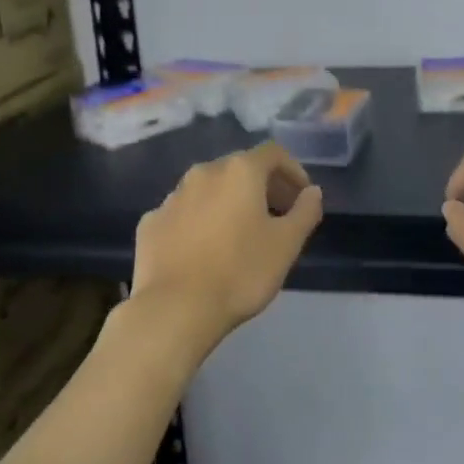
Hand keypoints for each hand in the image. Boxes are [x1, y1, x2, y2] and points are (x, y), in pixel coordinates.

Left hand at [130, 141, 323, 360]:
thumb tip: (312, 192)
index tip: (301, 196)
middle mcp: (203, 173)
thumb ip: (305, 211)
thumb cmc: (240, 272)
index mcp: (239, 171)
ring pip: (209, 189)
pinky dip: (199, 221)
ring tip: (240, 233)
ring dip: (228, 202)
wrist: (174, 309)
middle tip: (277, 215)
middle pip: (239, 168)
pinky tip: (204, 249)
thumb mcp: (286, 244)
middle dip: (262, 186)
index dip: (292, 170)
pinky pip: (183, 213)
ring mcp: (172, 197)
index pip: (273, 153)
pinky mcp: (150, 223)